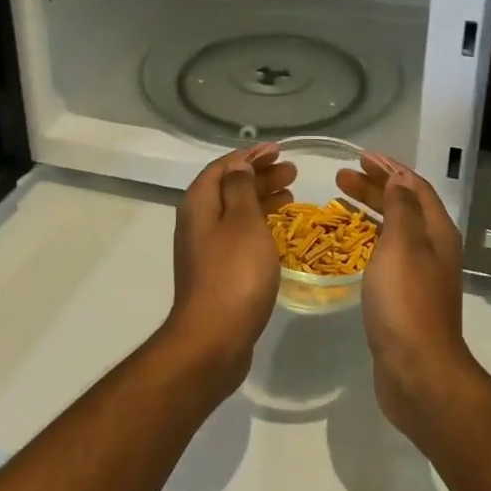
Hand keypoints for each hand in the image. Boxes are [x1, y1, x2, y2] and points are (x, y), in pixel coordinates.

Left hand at [164, 144, 294, 391]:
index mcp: (199, 204)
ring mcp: (205, 250)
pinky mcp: (216, 272)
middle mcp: (197, 222)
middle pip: (229, 188)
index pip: (223, 167)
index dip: (250, 155)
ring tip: (291, 196)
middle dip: (259, 176)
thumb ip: (240, 188)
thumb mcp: (243, 221)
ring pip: (235, 213)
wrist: (213, 339)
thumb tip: (237, 164)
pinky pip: (238, 236)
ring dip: (261, 200)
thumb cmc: (234, 272)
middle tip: (292, 172)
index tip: (278, 150)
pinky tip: (278, 232)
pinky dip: (259, 225)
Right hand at [335, 154, 478, 442]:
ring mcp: (421, 276)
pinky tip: (350, 246)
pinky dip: (368, 240)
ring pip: (394, 231)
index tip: (361, 157)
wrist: (418, 372)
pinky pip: (386, 255)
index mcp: (437, 232)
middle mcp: (433, 249)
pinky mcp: (405, 299)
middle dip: (375, 188)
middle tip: (340, 178)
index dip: (390, 169)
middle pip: (404, 206)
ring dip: (370, 212)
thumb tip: (399, 179)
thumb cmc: (407, 301)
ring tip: (340, 203)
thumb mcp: (402, 244)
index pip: (415, 187)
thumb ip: (401, 208)